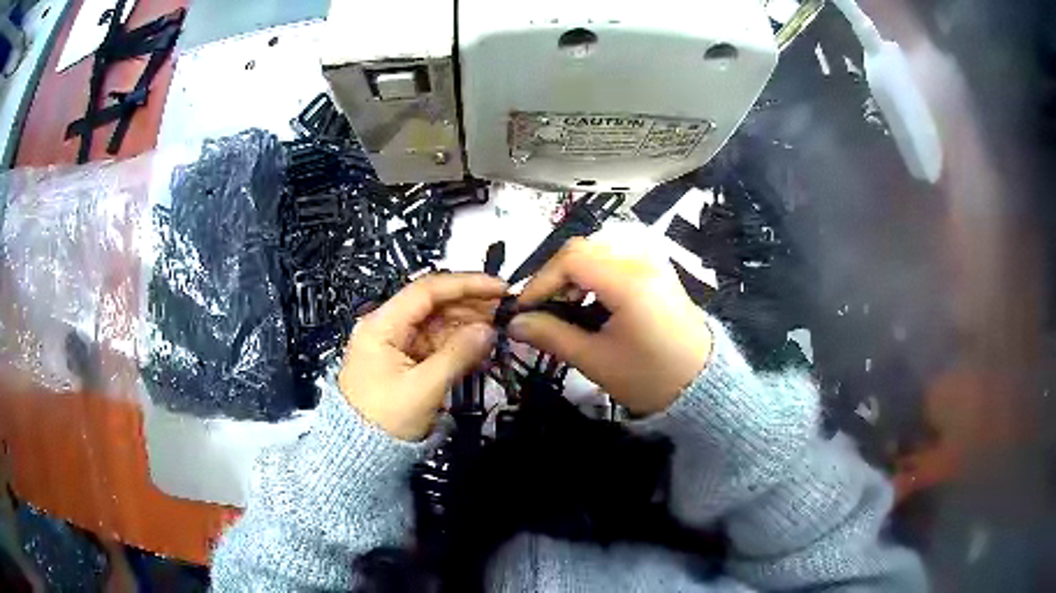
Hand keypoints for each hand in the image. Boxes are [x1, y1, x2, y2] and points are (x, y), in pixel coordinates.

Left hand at [338, 273, 504, 439]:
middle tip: (505, 311)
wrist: (359, 452)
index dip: (466, 284)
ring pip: (437, 323)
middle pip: (433, 304)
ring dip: (467, 324)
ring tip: (498, 329)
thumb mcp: (422, 388)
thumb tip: (489, 330)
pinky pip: (435, 343)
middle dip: (470, 304)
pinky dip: (458, 344)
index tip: (499, 288)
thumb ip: (457, 355)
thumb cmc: (384, 419)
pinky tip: (480, 347)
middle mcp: (387, 326)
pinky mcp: (404, 360)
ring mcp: (396, 343)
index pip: (427, 290)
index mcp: (382, 325)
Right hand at [510, 237, 711, 415]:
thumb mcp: (596, 361)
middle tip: (545, 308)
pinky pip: (618, 258)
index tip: (524, 310)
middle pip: (584, 248)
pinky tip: (593, 301)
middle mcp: (642, 260)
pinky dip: (596, 273)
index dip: (540, 281)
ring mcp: (654, 263)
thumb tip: (514, 324)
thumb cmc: (650, 377)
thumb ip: (552, 336)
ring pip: (600, 250)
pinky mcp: (659, 271)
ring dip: (576, 272)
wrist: (702, 386)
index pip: (571, 259)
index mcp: (629, 281)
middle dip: (556, 275)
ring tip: (567, 306)